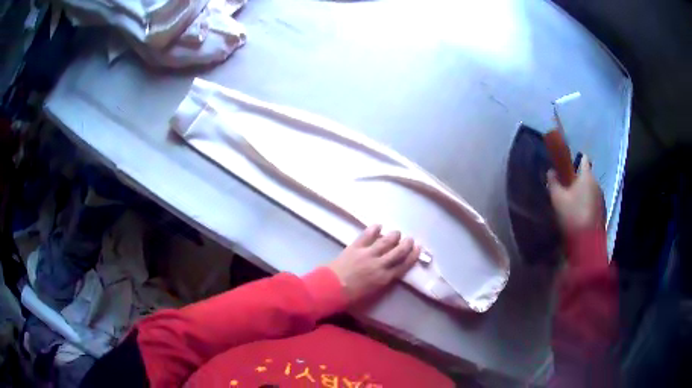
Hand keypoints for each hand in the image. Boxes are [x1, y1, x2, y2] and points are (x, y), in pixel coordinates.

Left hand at [327, 225, 420, 303]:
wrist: (331, 288)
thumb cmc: (351, 296)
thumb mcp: (372, 293)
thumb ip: (382, 281)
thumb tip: (388, 272)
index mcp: (384, 278)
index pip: (403, 265)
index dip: (412, 256)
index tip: (418, 249)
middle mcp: (380, 264)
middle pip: (398, 252)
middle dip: (406, 244)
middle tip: (410, 239)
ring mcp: (368, 254)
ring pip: (386, 241)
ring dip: (393, 236)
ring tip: (397, 232)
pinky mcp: (355, 247)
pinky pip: (367, 235)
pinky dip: (374, 229)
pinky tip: (379, 225)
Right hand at [547, 155, 604, 234]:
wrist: (587, 243)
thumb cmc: (572, 215)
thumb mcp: (557, 199)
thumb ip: (553, 182)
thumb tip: (551, 171)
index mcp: (587, 176)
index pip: (583, 159)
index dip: (576, 159)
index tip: (568, 165)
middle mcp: (597, 184)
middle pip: (587, 176)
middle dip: (578, 180)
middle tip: (566, 188)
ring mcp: (601, 199)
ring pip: (590, 190)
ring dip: (583, 193)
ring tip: (572, 203)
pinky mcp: (602, 212)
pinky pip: (593, 202)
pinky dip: (587, 204)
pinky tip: (579, 214)